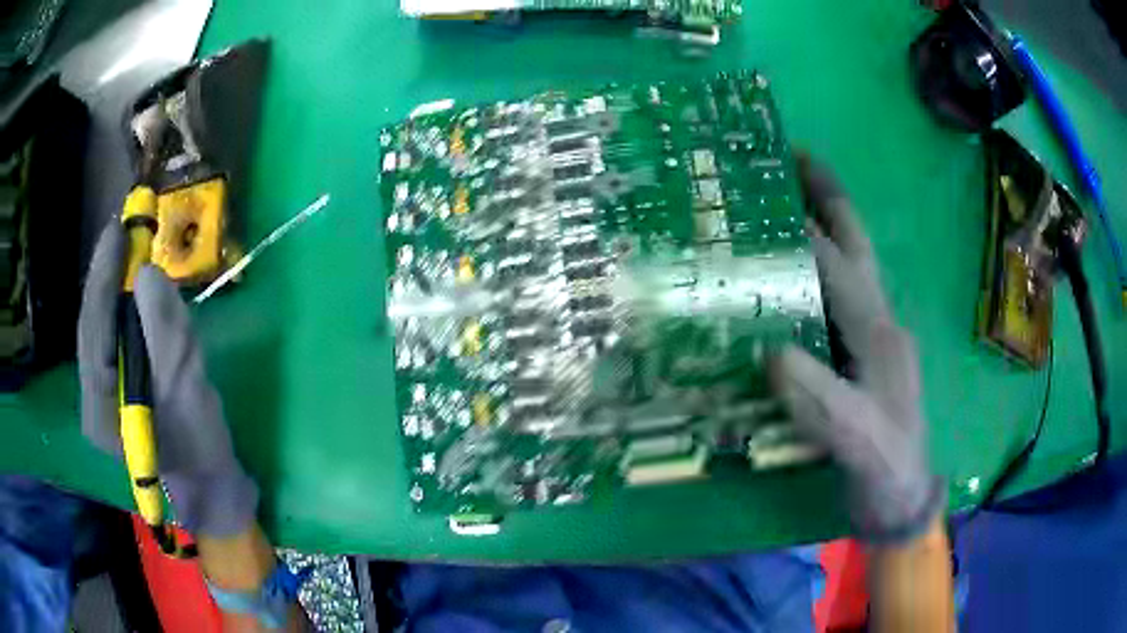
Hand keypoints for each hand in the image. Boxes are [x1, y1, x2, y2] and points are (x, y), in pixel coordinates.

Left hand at [78, 222, 257, 536]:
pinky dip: (117, 305)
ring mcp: (99, 394)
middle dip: (103, 275)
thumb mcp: (188, 393)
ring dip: (109, 286)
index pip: (93, 332)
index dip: (103, 278)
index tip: (117, 230)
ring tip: (124, 247)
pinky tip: (128, 285)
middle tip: (121, 228)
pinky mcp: (111, 388)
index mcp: (100, 409)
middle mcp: (90, 399)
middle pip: (90, 325)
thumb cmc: (201, 448)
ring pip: (97, 328)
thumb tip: (149, 275)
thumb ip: (166, 336)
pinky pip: (108, 336)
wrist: (208, 482)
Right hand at [770, 156, 944, 543]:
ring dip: (824, 228)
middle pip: (857, 247)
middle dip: (831, 200)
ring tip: (788, 197)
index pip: (841, 269)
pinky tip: (791, 271)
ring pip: (849, 268)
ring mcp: (873, 337)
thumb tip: (770, 353)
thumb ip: (822, 401)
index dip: (806, 231)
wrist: (902, 494)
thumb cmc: (884, 467)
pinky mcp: (862, 355)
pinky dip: (815, 272)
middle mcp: (881, 323)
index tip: (770, 192)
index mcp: (881, 334)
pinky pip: (836, 301)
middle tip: (798, 158)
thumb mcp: (857, 441)